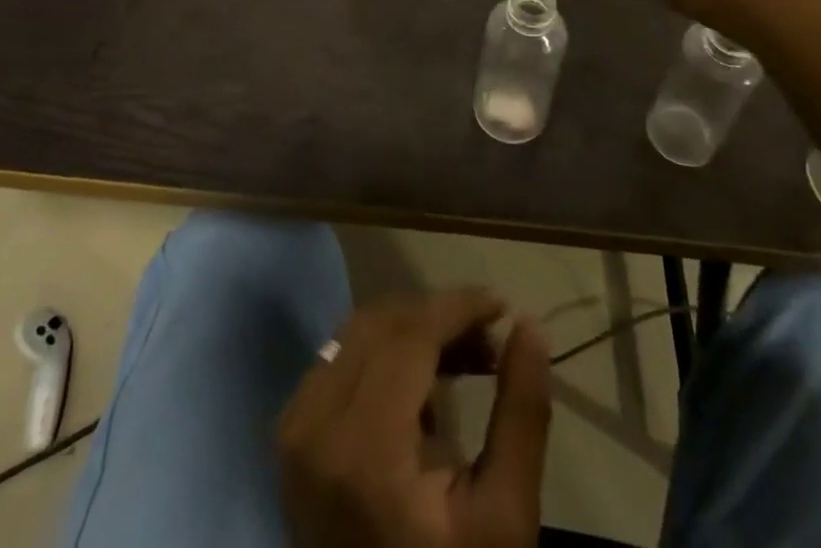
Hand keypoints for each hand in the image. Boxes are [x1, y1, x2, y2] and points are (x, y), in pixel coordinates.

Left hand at [277, 291, 550, 547]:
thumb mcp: (505, 516)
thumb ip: (521, 414)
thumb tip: (530, 325)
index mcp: (364, 450)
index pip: (410, 335)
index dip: (458, 308)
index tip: (502, 305)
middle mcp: (314, 425)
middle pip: (381, 325)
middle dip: (438, 319)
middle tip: (490, 342)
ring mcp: (293, 429)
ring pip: (357, 334)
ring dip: (411, 332)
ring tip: (465, 362)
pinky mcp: (290, 435)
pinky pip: (339, 360)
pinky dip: (382, 355)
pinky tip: (422, 389)